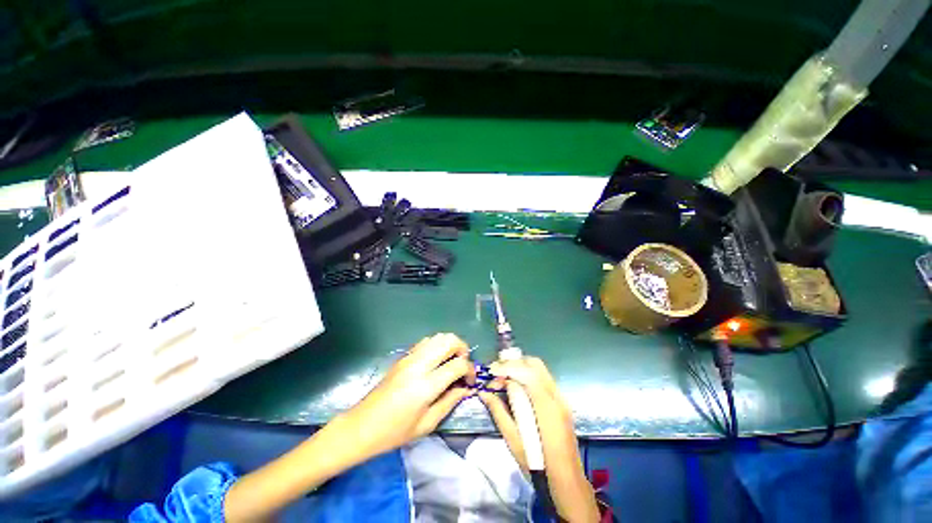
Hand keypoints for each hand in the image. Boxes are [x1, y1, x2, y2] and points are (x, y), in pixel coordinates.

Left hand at [224, 334, 473, 521]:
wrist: (362, 426)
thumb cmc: (394, 432)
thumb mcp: (427, 424)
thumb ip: (450, 402)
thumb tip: (465, 388)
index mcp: (426, 385)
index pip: (457, 365)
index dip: (469, 370)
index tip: (470, 380)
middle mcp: (419, 365)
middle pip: (448, 341)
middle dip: (462, 348)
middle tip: (464, 365)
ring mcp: (409, 358)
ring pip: (437, 336)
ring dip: (450, 344)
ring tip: (452, 361)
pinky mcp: (403, 357)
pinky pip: (426, 341)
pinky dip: (437, 345)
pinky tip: (436, 360)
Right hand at [480, 357, 598, 521]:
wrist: (568, 482)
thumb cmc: (539, 466)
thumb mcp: (514, 441)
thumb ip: (499, 412)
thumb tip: (484, 393)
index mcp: (546, 407)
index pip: (526, 372)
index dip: (507, 367)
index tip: (491, 371)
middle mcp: (556, 396)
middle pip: (534, 364)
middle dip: (514, 363)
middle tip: (496, 373)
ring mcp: (561, 398)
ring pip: (540, 369)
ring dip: (521, 368)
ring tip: (504, 378)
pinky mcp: (561, 402)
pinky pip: (543, 378)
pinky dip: (528, 375)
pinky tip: (518, 387)